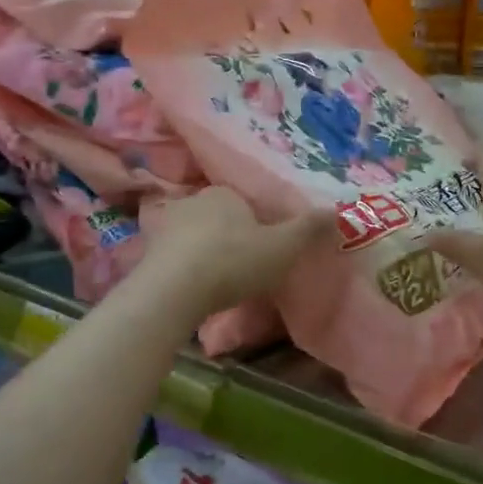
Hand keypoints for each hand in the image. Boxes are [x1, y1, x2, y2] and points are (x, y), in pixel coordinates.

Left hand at [138, 187, 323, 318]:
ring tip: (218, 283)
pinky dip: (184, 270)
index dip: (256, 225)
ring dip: (204, 254)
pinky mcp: (146, 253)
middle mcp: (191, 201)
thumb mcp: (282, 247)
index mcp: (223, 193)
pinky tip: (193, 290)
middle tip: (243, 268)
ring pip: (192, 237)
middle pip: (217, 218)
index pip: (243, 202)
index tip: (264, 250)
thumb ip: (308, 229)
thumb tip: (336, 210)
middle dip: (228, 238)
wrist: (173, 290)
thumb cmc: (233, 261)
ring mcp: (164, 226)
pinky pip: (173, 258)